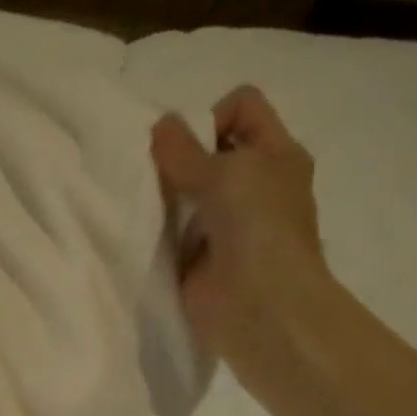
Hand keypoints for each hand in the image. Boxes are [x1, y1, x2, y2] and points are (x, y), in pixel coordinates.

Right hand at [150, 86, 330, 373]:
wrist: (259, 308)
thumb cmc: (257, 228)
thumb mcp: (226, 172)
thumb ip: (185, 149)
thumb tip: (160, 126)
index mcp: (276, 155)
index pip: (242, 107)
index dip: (211, 115)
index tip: (188, 147)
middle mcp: (254, 186)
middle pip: (209, 152)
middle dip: (179, 157)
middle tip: (154, 173)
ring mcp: (226, 225)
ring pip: (187, 193)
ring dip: (165, 196)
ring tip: (143, 201)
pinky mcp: (200, 259)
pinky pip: (173, 233)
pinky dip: (157, 231)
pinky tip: (140, 231)